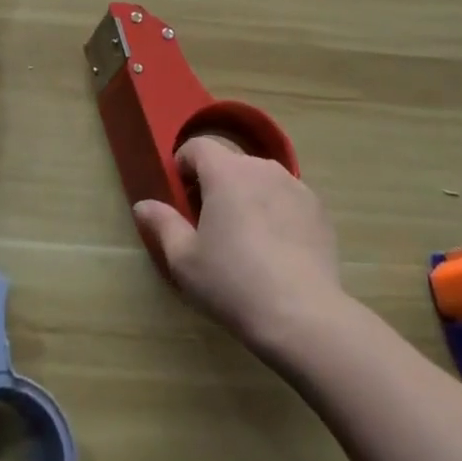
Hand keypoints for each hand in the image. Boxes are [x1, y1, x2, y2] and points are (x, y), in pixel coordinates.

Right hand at [131, 137, 344, 359]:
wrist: (301, 314)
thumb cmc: (232, 282)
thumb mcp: (184, 259)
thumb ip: (162, 224)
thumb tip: (143, 204)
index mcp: (226, 172)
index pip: (198, 146)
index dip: (184, 165)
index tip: (181, 196)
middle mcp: (262, 167)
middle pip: (230, 163)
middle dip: (215, 183)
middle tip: (208, 224)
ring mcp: (295, 185)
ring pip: (261, 179)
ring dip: (247, 196)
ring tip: (245, 238)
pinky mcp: (318, 209)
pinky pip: (287, 199)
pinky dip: (276, 212)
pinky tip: (276, 250)